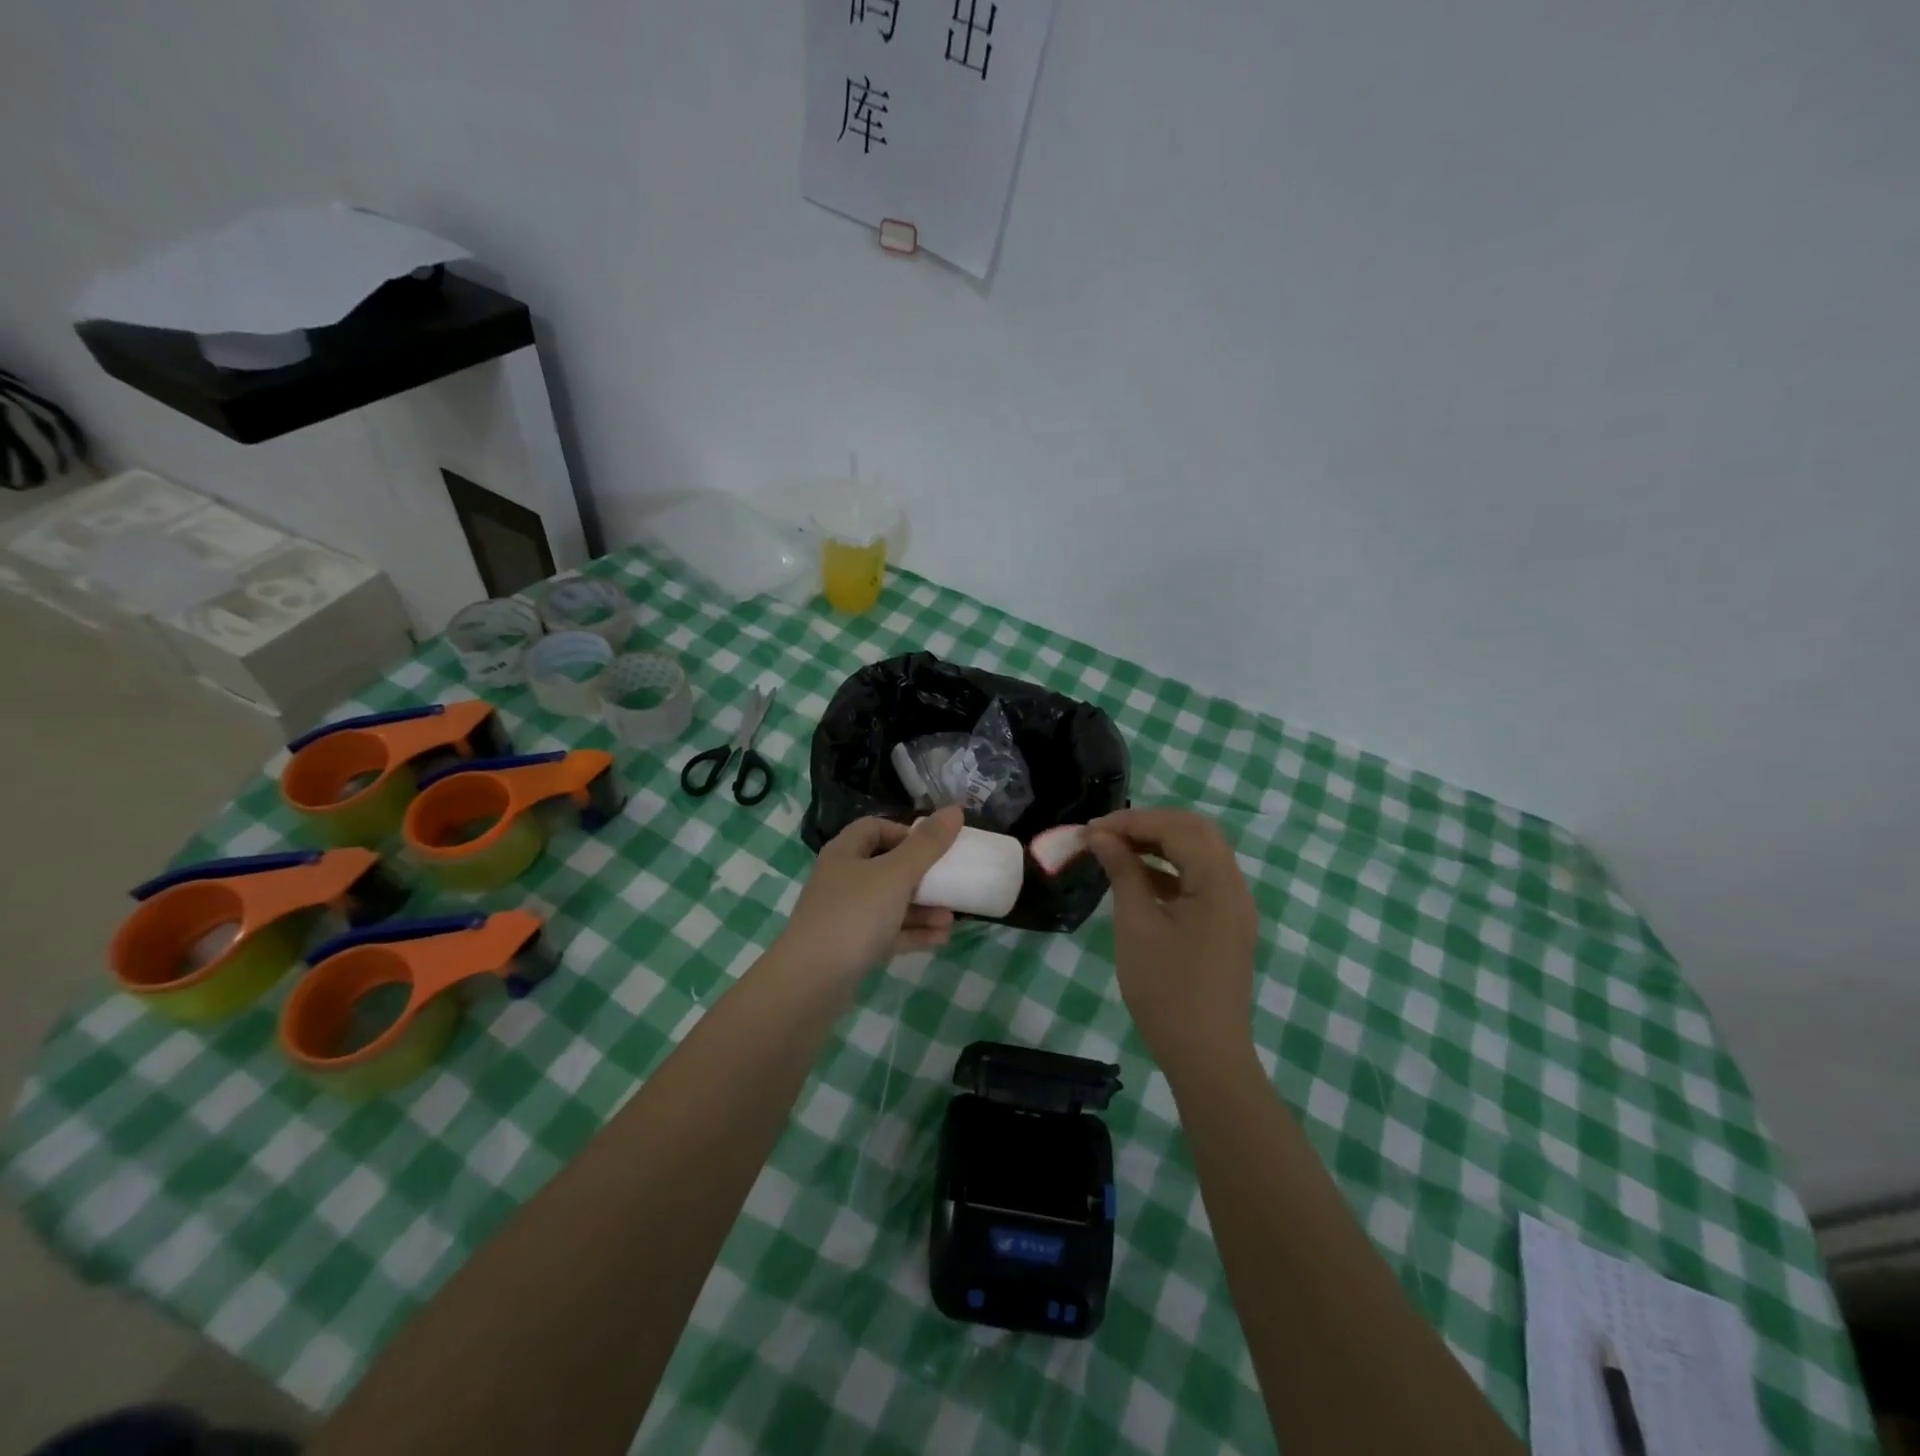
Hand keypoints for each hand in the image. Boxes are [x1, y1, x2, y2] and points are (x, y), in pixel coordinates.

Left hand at [777, 807, 963, 985]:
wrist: (812, 980)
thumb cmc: (854, 914)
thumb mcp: (896, 874)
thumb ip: (928, 844)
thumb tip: (955, 810)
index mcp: (845, 853)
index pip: (874, 828)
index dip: (904, 832)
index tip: (933, 845)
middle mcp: (842, 880)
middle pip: (886, 867)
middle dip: (921, 875)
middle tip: (950, 882)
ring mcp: (845, 916)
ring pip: (890, 903)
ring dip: (922, 908)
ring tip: (952, 917)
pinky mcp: (851, 948)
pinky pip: (888, 933)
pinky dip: (913, 933)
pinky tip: (941, 938)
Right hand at [1088, 807, 1259, 1068]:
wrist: (1206, 1056)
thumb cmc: (1166, 990)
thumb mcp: (1136, 926)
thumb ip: (1123, 872)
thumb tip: (1102, 837)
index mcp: (1218, 883)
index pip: (1178, 828)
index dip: (1133, 821)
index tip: (1091, 829)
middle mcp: (1234, 886)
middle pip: (1196, 832)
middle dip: (1149, 825)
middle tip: (1106, 834)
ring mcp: (1233, 906)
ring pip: (1199, 853)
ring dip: (1159, 844)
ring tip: (1116, 849)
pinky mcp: (1225, 924)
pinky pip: (1199, 879)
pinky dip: (1169, 869)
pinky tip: (1137, 878)